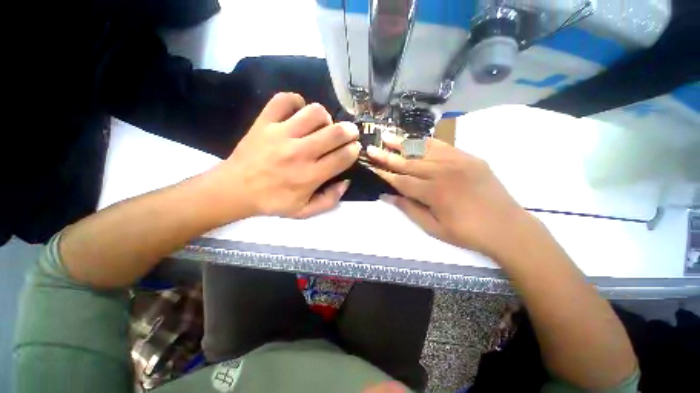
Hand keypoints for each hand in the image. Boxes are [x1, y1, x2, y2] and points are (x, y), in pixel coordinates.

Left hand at [212, 93, 360, 218]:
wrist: (234, 190)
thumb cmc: (272, 202)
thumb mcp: (304, 211)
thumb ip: (329, 200)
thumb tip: (346, 182)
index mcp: (310, 176)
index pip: (343, 157)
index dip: (354, 150)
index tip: (354, 149)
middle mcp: (299, 152)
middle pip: (335, 132)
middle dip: (349, 131)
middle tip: (350, 133)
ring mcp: (281, 134)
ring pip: (314, 112)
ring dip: (325, 117)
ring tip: (323, 125)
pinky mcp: (264, 122)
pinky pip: (284, 100)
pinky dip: (296, 101)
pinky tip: (299, 112)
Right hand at [368, 135, 533, 259]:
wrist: (508, 227)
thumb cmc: (467, 232)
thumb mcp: (434, 228)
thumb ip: (409, 209)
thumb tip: (386, 196)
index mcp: (434, 193)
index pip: (401, 181)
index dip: (385, 174)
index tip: (371, 166)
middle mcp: (443, 173)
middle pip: (408, 162)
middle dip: (387, 156)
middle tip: (372, 147)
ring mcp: (457, 162)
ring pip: (423, 150)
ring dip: (403, 143)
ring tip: (387, 136)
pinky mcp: (469, 157)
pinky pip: (443, 145)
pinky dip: (426, 141)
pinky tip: (414, 138)